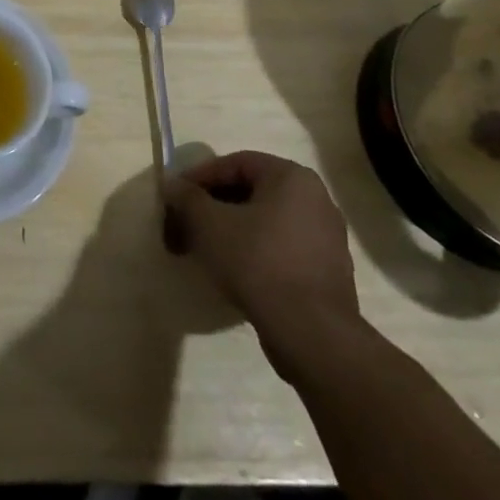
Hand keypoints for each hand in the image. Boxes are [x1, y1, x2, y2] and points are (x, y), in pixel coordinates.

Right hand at [164, 150, 362, 384]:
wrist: (312, 335)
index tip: (176, 197)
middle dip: (212, 207)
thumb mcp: (208, 223)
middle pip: (250, 193)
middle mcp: (316, 199)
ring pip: (265, 222)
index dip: (199, 178)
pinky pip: (281, 249)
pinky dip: (254, 252)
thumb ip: (186, 197)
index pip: (235, 164)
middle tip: (185, 225)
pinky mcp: (328, 273)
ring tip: (203, 250)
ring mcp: (327, 238)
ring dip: (231, 230)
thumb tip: (172, 185)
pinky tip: (232, 272)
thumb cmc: (258, 262)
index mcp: (292, 177)